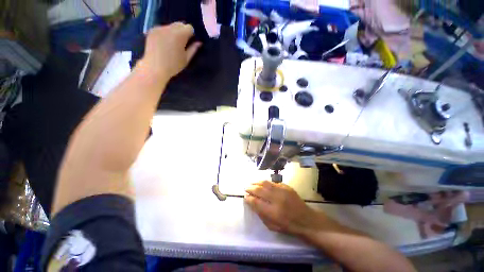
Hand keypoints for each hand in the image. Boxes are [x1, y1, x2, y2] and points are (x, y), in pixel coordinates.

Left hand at [139, 22, 201, 78]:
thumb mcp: (186, 59)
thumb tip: (199, 43)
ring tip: (172, 44)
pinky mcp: (152, 30)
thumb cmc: (173, 66)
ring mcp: (159, 28)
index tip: (189, 42)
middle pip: (180, 24)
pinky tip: (164, 43)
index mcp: (180, 35)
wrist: (154, 68)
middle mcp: (169, 28)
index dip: (191, 34)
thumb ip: (193, 49)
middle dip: (182, 31)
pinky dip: (165, 33)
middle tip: (181, 43)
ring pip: (171, 26)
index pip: (189, 27)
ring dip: (173, 32)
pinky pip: (162, 28)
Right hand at [245, 181, 319, 235]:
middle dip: (250, 188)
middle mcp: (276, 199)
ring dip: (257, 182)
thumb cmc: (288, 226)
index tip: (245, 197)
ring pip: (266, 183)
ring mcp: (282, 191)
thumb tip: (251, 203)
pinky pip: (273, 182)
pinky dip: (266, 183)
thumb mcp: (272, 226)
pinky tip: (263, 183)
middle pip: (259, 190)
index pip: (255, 202)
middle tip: (246, 188)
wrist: (306, 220)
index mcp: (272, 212)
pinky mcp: (286, 187)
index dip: (248, 198)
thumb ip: (260, 214)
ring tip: (252, 183)